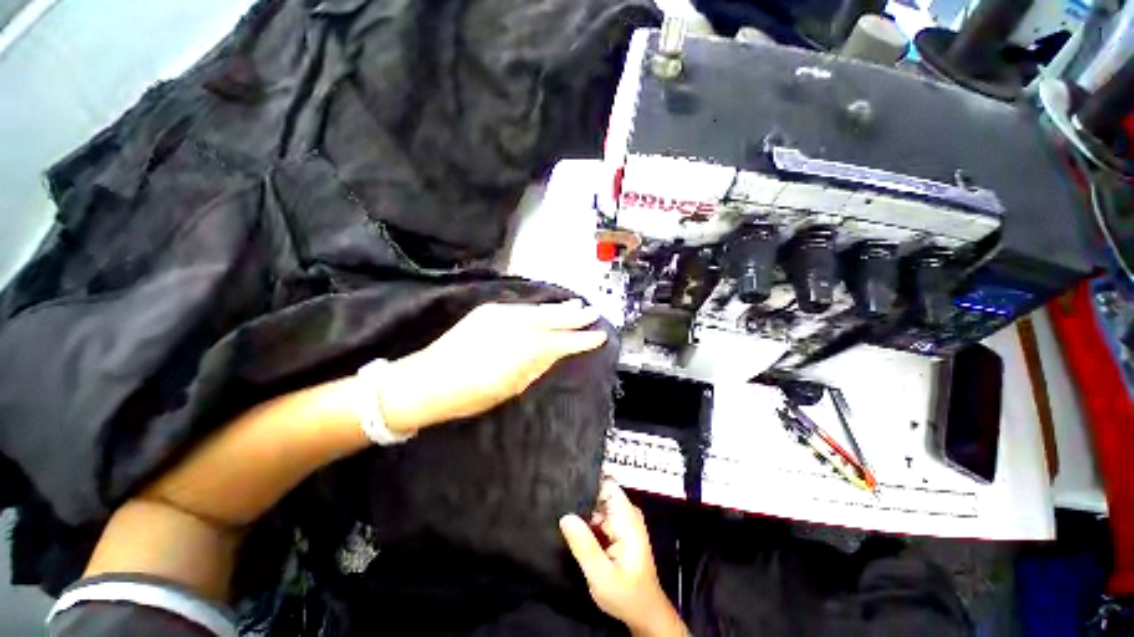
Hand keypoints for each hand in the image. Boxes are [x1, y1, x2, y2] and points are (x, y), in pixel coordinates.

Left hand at [378, 300, 606, 432]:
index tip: (599, 336)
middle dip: (576, 317)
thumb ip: (536, 365)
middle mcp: (519, 325)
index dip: (583, 339)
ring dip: (558, 308)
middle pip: (554, 319)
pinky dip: (537, 308)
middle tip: (593, 313)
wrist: (429, 379)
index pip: (564, 341)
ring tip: (576, 306)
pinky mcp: (490, 310)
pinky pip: (522, 307)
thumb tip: (552, 352)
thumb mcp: (512, 386)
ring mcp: (503, 314)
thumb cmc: (472, 394)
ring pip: (539, 309)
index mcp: (527, 349)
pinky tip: (545, 308)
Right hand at [560, 480, 686, 636]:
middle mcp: (627, 513)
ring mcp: (623, 521)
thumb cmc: (627, 596)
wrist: (644, 614)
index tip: (566, 485)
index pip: (607, 484)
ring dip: (582, 512)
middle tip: (560, 509)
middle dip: (581, 500)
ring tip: (564, 520)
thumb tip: (565, 517)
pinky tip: (574, 530)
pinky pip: (599, 517)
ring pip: (597, 505)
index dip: (587, 482)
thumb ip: (584, 545)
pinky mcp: (618, 530)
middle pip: (600, 493)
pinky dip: (587, 523)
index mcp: (627, 517)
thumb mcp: (601, 575)